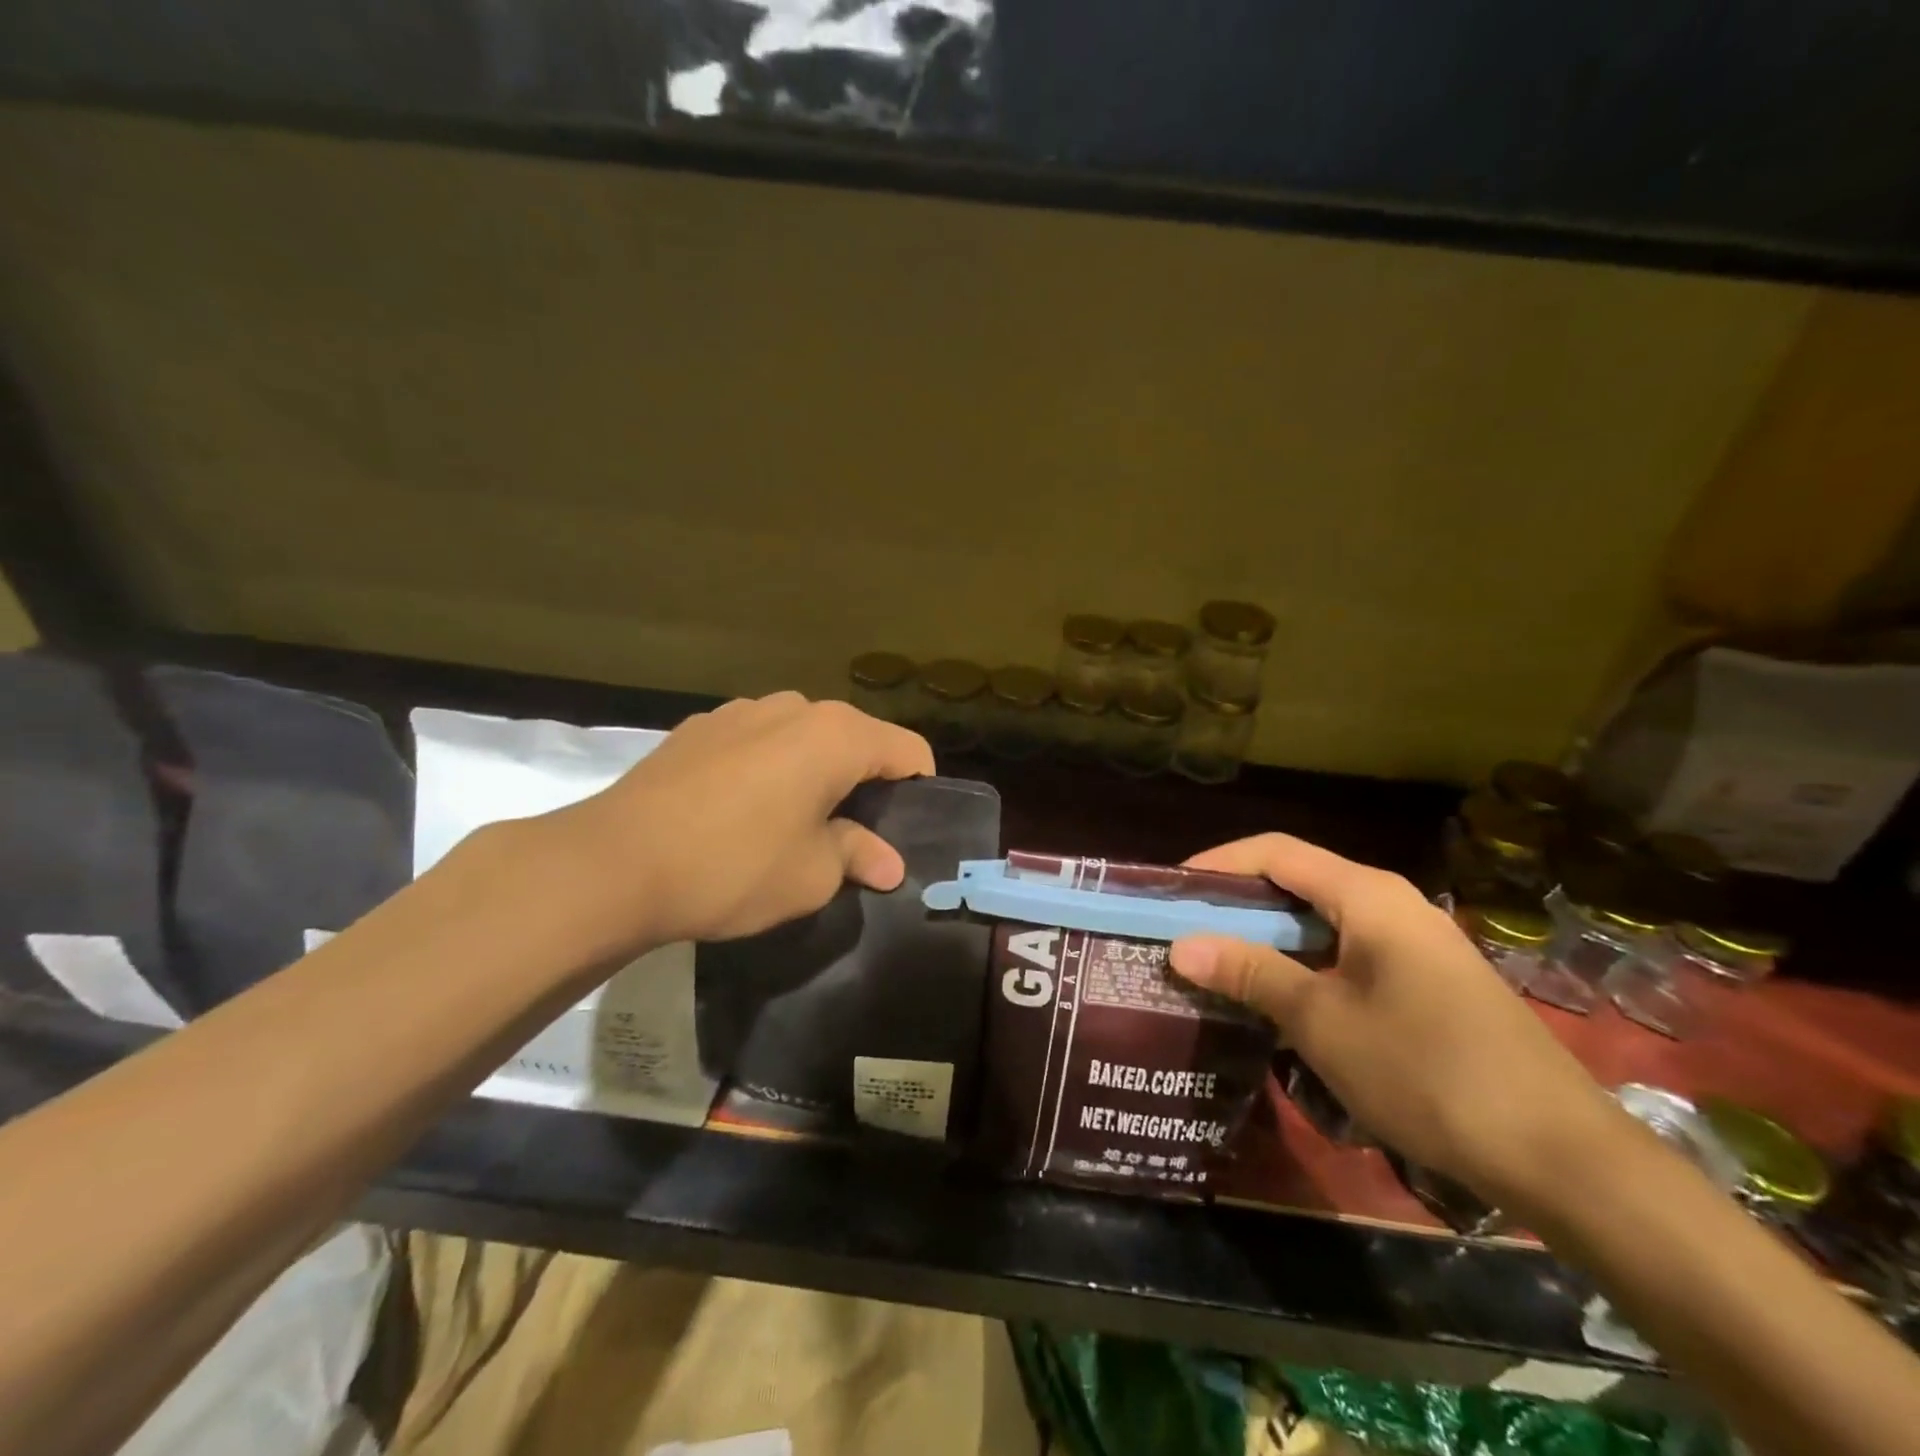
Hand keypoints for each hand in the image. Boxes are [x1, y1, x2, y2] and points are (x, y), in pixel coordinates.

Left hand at [502, 693, 933, 958]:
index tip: (910, 829)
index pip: (906, 749)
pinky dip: (768, 768)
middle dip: (864, 781)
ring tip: (796, 822)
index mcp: (836, 735)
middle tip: (855, 834)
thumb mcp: (811, 875)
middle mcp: (794, 707)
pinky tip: (741, 811)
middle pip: (854, 738)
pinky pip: (756, 742)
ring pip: (802, 737)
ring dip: (814, 772)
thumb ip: (857, 856)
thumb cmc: (734, 866)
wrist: (614, 863)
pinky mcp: (698, 728)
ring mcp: (740, 712)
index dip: (919, 788)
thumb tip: (889, 863)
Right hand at [1168, 834, 1626, 1209]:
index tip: (1171, 894)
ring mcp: (1416, 944)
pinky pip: (1349, 954)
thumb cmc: (1427, 1071)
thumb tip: (1181, 945)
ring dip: (1268, 941)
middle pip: (1297, 883)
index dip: (1217, 864)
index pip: (1275, 852)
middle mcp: (1392, 904)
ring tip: (1219, 968)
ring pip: (1322, 922)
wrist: (1561, 1156)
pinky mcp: (1429, 982)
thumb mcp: (1322, 1021)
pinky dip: (1305, 966)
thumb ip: (1250, 973)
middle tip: (1185, 936)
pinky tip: (1280, 1003)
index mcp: (1368, 895)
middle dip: (1237, 906)